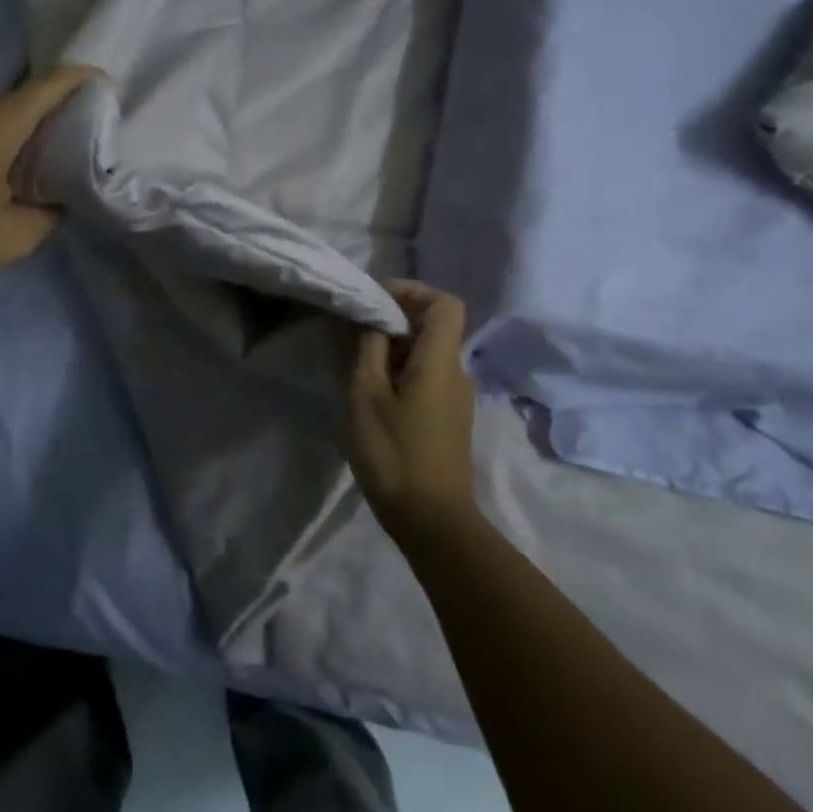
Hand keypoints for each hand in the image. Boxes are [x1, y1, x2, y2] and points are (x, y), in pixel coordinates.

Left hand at [0, 66, 103, 298]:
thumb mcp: (14, 238)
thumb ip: (50, 214)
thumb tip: (57, 201)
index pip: (52, 84)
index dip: (86, 81)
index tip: (110, 92)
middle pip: (21, 99)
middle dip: (52, 116)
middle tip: (71, 148)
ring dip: (14, 132)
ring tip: (25, 168)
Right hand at [348, 281, 478, 543]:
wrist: (431, 520)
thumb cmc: (394, 452)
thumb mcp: (366, 395)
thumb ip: (368, 349)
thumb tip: (371, 319)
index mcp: (442, 360)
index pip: (445, 303)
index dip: (413, 291)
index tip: (376, 301)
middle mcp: (457, 372)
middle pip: (435, 326)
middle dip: (395, 319)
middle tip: (355, 332)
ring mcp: (456, 398)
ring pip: (428, 354)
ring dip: (395, 348)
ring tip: (357, 363)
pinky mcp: (449, 419)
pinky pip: (428, 377)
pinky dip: (401, 371)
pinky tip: (373, 393)